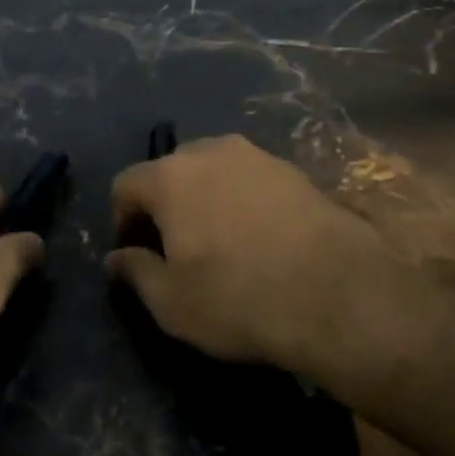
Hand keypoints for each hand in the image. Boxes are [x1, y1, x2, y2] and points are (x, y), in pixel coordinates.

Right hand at [106, 134, 399, 387]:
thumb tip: (116, 258)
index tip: (136, 253)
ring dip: (205, 198)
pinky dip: (242, 200)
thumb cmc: (238, 299)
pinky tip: (259, 238)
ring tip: (221, 241)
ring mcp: (257, 156)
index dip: (122, 219)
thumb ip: (135, 273)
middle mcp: (210, 152)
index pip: (126, 184)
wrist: (339, 293)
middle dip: (164, 204)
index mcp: (170, 177)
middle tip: (176, 246)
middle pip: (170, 170)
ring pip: (213, 170)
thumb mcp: (171, 303)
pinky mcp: (294, 170)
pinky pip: (250, 179)